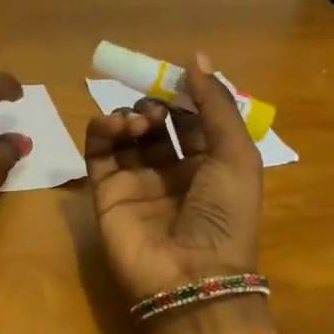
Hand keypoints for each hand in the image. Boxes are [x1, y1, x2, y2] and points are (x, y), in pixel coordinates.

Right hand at [85, 51, 269, 333]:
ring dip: (130, 118)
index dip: (185, 96)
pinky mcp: (106, 193)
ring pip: (126, 136)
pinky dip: (101, 132)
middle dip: (155, 106)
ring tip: (137, 123)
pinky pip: (99, 154)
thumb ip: (214, 104)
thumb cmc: (223, 215)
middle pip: (157, 125)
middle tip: (155, 108)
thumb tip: (195, 56)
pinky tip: (112, 126)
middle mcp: (173, 172)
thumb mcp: (235, 154)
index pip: (194, 119)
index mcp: (211, 165)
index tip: (175, 76)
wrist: (189, 277)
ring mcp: (137, 183)